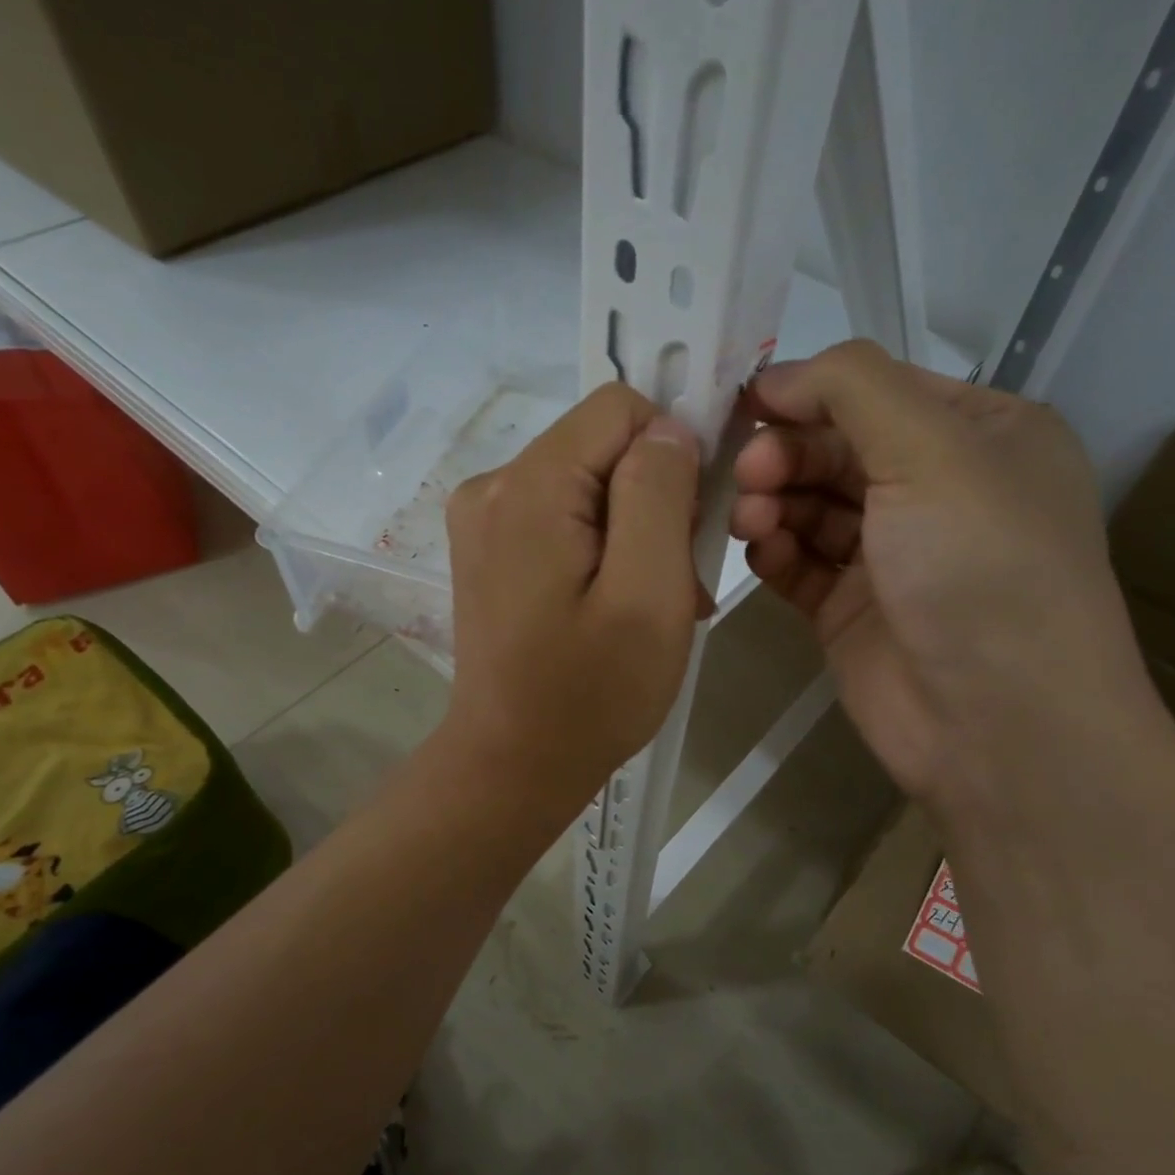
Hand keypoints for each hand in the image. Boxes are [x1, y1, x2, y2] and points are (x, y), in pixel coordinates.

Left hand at [443, 383, 706, 807]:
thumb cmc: (591, 694)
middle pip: (604, 448)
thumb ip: (659, 495)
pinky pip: (563, 518)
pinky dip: (602, 550)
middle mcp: (493, 485)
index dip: (671, 453)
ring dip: (634, 533)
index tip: (691, 525)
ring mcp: (484, 519)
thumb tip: (668, 429)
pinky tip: (615, 606)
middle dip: (654, 503)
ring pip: (589, 485)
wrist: (513, 765)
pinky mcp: (490, 549)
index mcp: (529, 486)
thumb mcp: (648, 594)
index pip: (621, 409)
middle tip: (673, 583)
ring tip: (650, 604)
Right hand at [731, 340, 1145, 805]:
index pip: (876, 391)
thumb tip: (775, 377)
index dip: (809, 392)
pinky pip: (799, 562)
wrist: (1000, 725)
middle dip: (786, 454)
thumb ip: (851, 389)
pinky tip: (760, 553)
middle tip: (747, 474)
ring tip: (750, 519)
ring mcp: (891, 555)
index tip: (746, 405)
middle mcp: (937, 490)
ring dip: (772, 501)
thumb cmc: (980, 568)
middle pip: (835, 449)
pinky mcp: (851, 609)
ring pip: (810, 506)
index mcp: (981, 435)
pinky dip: (774, 550)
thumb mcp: (932, 450)